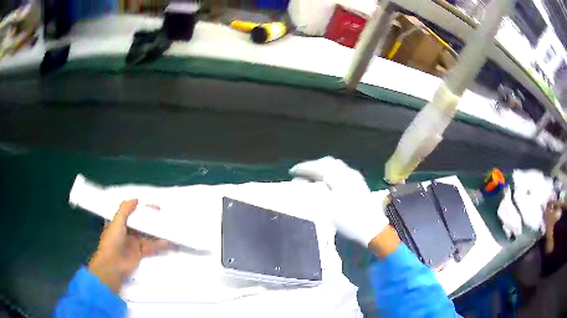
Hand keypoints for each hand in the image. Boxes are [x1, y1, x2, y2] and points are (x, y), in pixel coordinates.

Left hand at [88, 199, 170, 292]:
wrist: (112, 265)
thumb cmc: (112, 241)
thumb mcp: (116, 222)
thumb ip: (125, 210)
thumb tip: (136, 199)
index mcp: (120, 222)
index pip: (133, 212)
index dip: (143, 208)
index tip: (154, 206)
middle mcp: (128, 231)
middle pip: (142, 223)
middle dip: (152, 219)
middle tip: (164, 215)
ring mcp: (134, 243)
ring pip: (148, 235)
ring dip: (157, 232)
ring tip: (169, 227)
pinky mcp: (140, 253)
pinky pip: (151, 247)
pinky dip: (159, 245)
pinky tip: (168, 242)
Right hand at [290, 157, 390, 247]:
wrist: (372, 227)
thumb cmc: (349, 219)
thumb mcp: (327, 209)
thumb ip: (312, 193)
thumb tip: (299, 183)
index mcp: (339, 178)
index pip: (318, 166)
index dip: (304, 167)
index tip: (293, 171)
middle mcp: (348, 173)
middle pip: (327, 163)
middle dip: (313, 166)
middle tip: (302, 173)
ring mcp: (355, 178)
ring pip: (336, 166)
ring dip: (323, 168)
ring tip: (313, 176)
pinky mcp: (359, 183)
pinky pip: (342, 171)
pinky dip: (331, 173)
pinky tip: (329, 182)